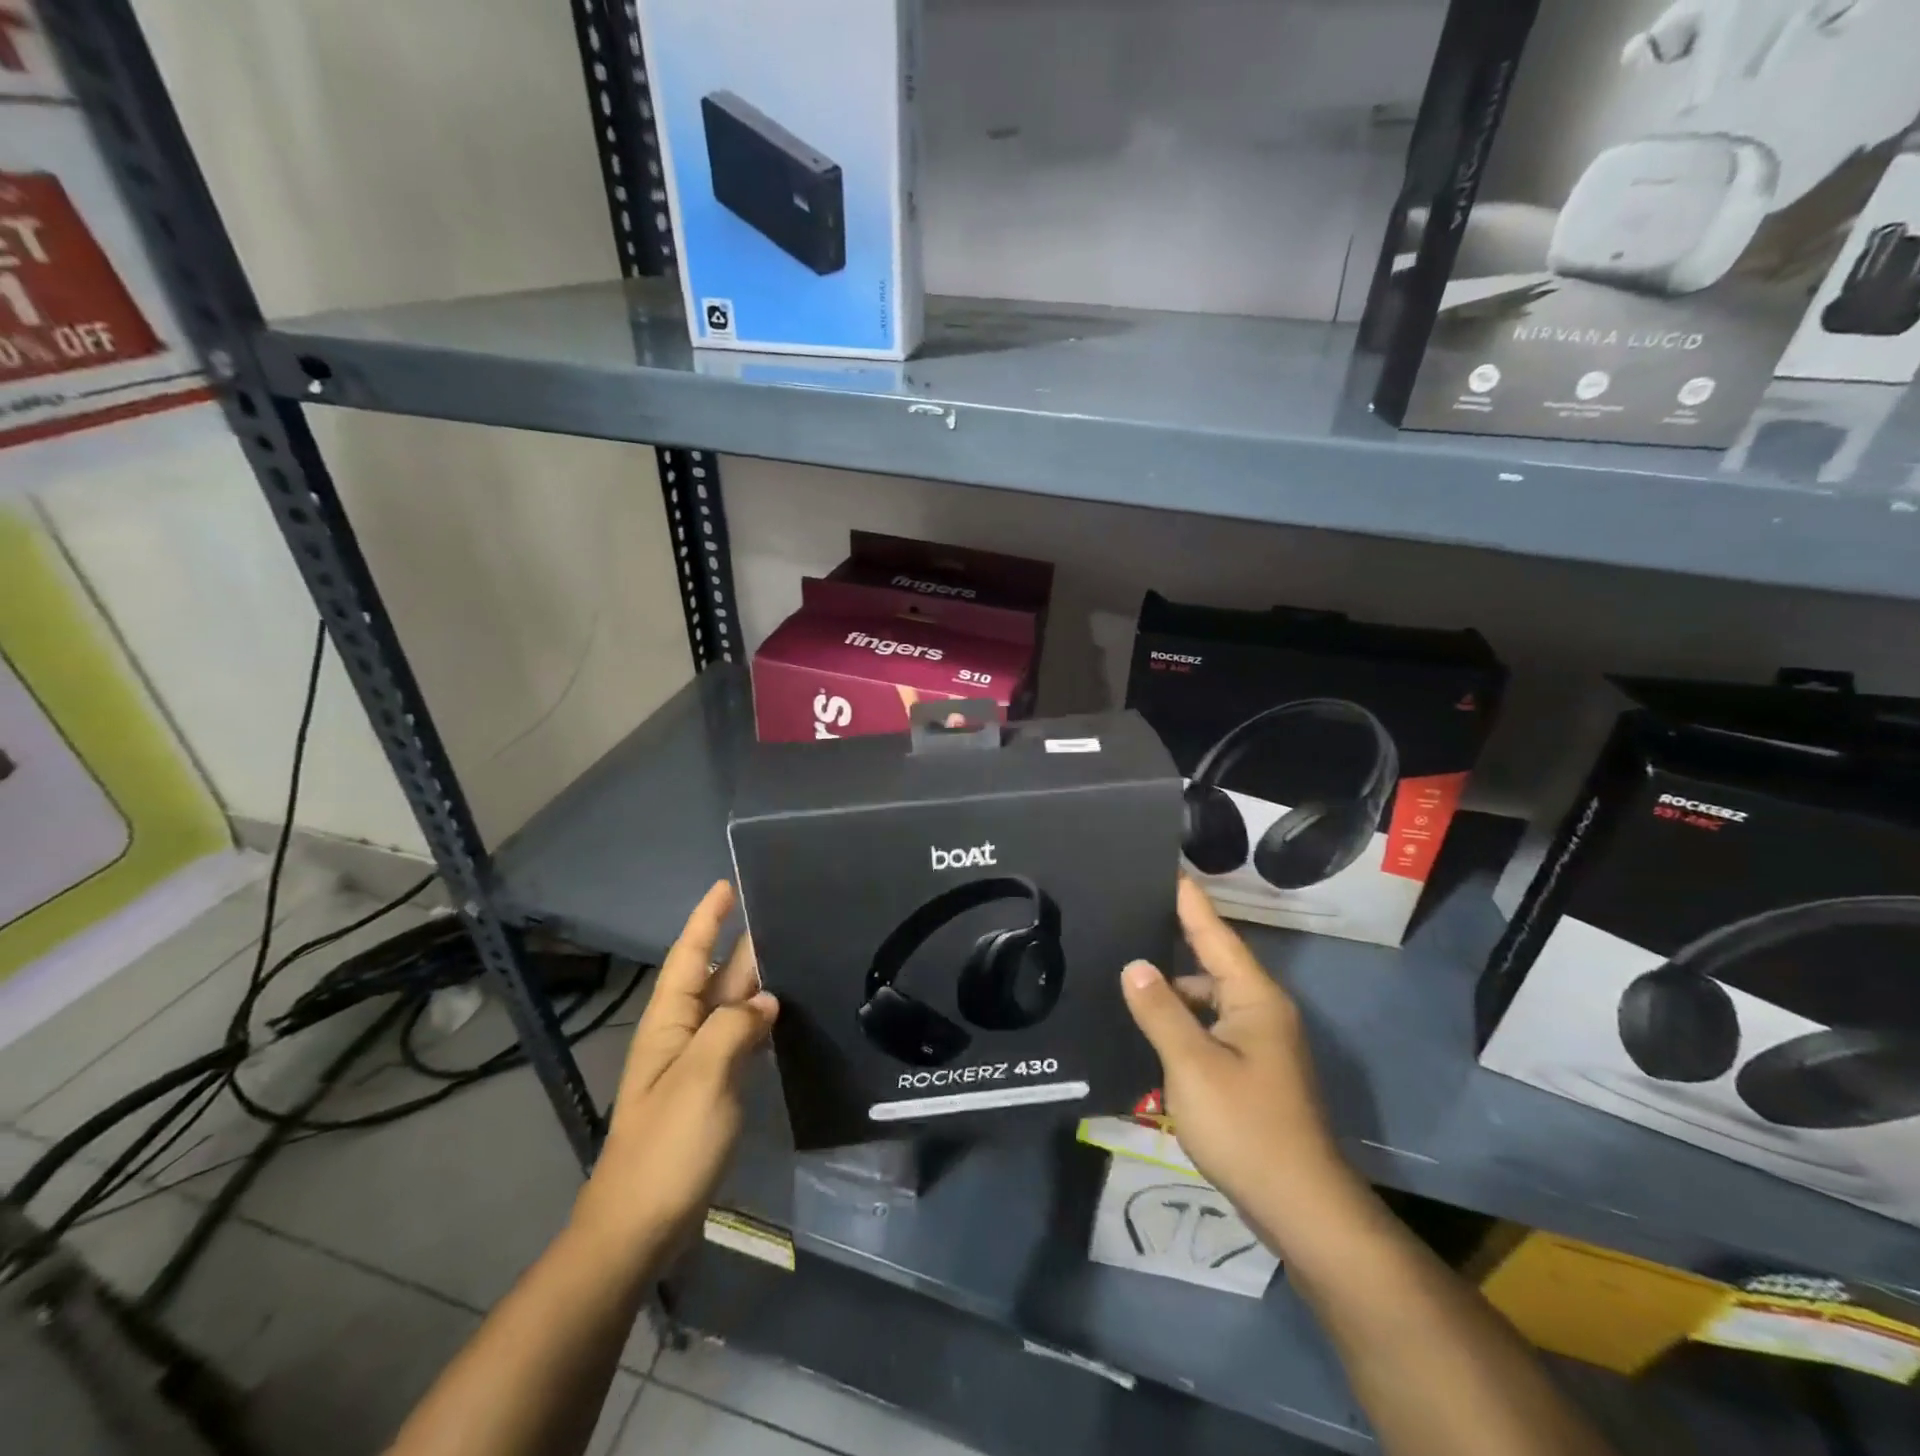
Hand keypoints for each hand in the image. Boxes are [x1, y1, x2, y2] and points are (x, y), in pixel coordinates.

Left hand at [570, 881, 777, 1266]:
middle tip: (783, 915)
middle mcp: (681, 1035)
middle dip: (742, 945)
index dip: (707, 920)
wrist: (637, 1227)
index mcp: (669, 1023)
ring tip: (794, 955)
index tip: (727, 885)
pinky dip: (760, 1021)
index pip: (690, 956)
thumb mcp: (702, 1077)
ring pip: (730, 1009)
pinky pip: (739, 1040)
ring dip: (756, 981)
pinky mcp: (711, 1091)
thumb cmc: (666, 1146)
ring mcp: (696, 1065)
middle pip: (715, 978)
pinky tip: (784, 1016)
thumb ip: (734, 1028)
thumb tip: (766, 1001)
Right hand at [1120, 878, 1355, 1251]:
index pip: (1215, 934)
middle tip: (1128, 917)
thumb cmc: (1246, 1126)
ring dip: (1173, 988)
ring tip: (1126, 972)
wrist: (1299, 1206)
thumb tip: (1134, 964)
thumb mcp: (1192, 1065)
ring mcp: (1258, 1044)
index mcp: (1254, 998)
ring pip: (1208, 1000)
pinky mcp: (1251, 1072)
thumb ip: (1160, 1011)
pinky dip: (1182, 1021)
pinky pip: (1210, 1028)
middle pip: (1211, 963)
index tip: (1167, 868)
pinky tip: (1150, 1027)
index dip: (1189, 901)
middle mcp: (1261, 1011)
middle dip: (1174, 939)